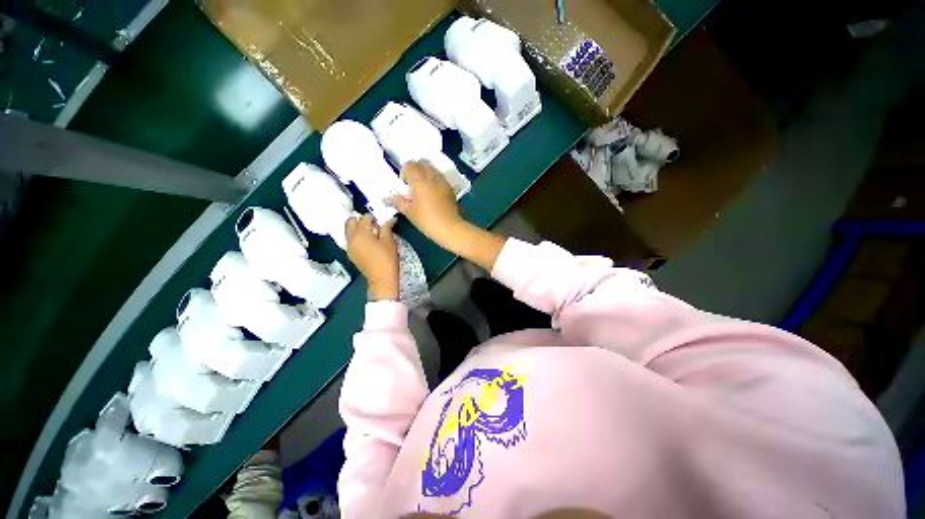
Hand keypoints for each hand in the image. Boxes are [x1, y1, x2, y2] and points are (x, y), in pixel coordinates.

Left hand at [345, 214, 398, 300]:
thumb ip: (386, 227)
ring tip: (372, 234)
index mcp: (360, 233)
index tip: (382, 221)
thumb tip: (388, 218)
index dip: (374, 217)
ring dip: (358, 229)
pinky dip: (357, 237)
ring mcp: (349, 247)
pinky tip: (368, 243)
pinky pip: (351, 240)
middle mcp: (350, 238)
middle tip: (374, 225)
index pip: (364, 217)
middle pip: (351, 222)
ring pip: (349, 231)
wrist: (382, 279)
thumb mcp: (389, 240)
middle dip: (361, 220)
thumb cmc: (387, 258)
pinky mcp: (351, 254)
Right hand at [388, 161, 465, 249]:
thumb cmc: (427, 220)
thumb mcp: (409, 212)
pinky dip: (434, 180)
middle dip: (415, 170)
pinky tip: (432, 194)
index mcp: (420, 179)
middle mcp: (432, 176)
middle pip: (422, 163)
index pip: (409, 165)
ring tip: (422, 189)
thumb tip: (386, 199)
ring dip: (425, 174)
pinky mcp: (450, 188)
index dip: (404, 172)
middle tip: (411, 184)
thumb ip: (397, 202)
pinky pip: (440, 178)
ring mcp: (443, 181)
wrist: (450, 228)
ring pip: (432, 169)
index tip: (404, 184)